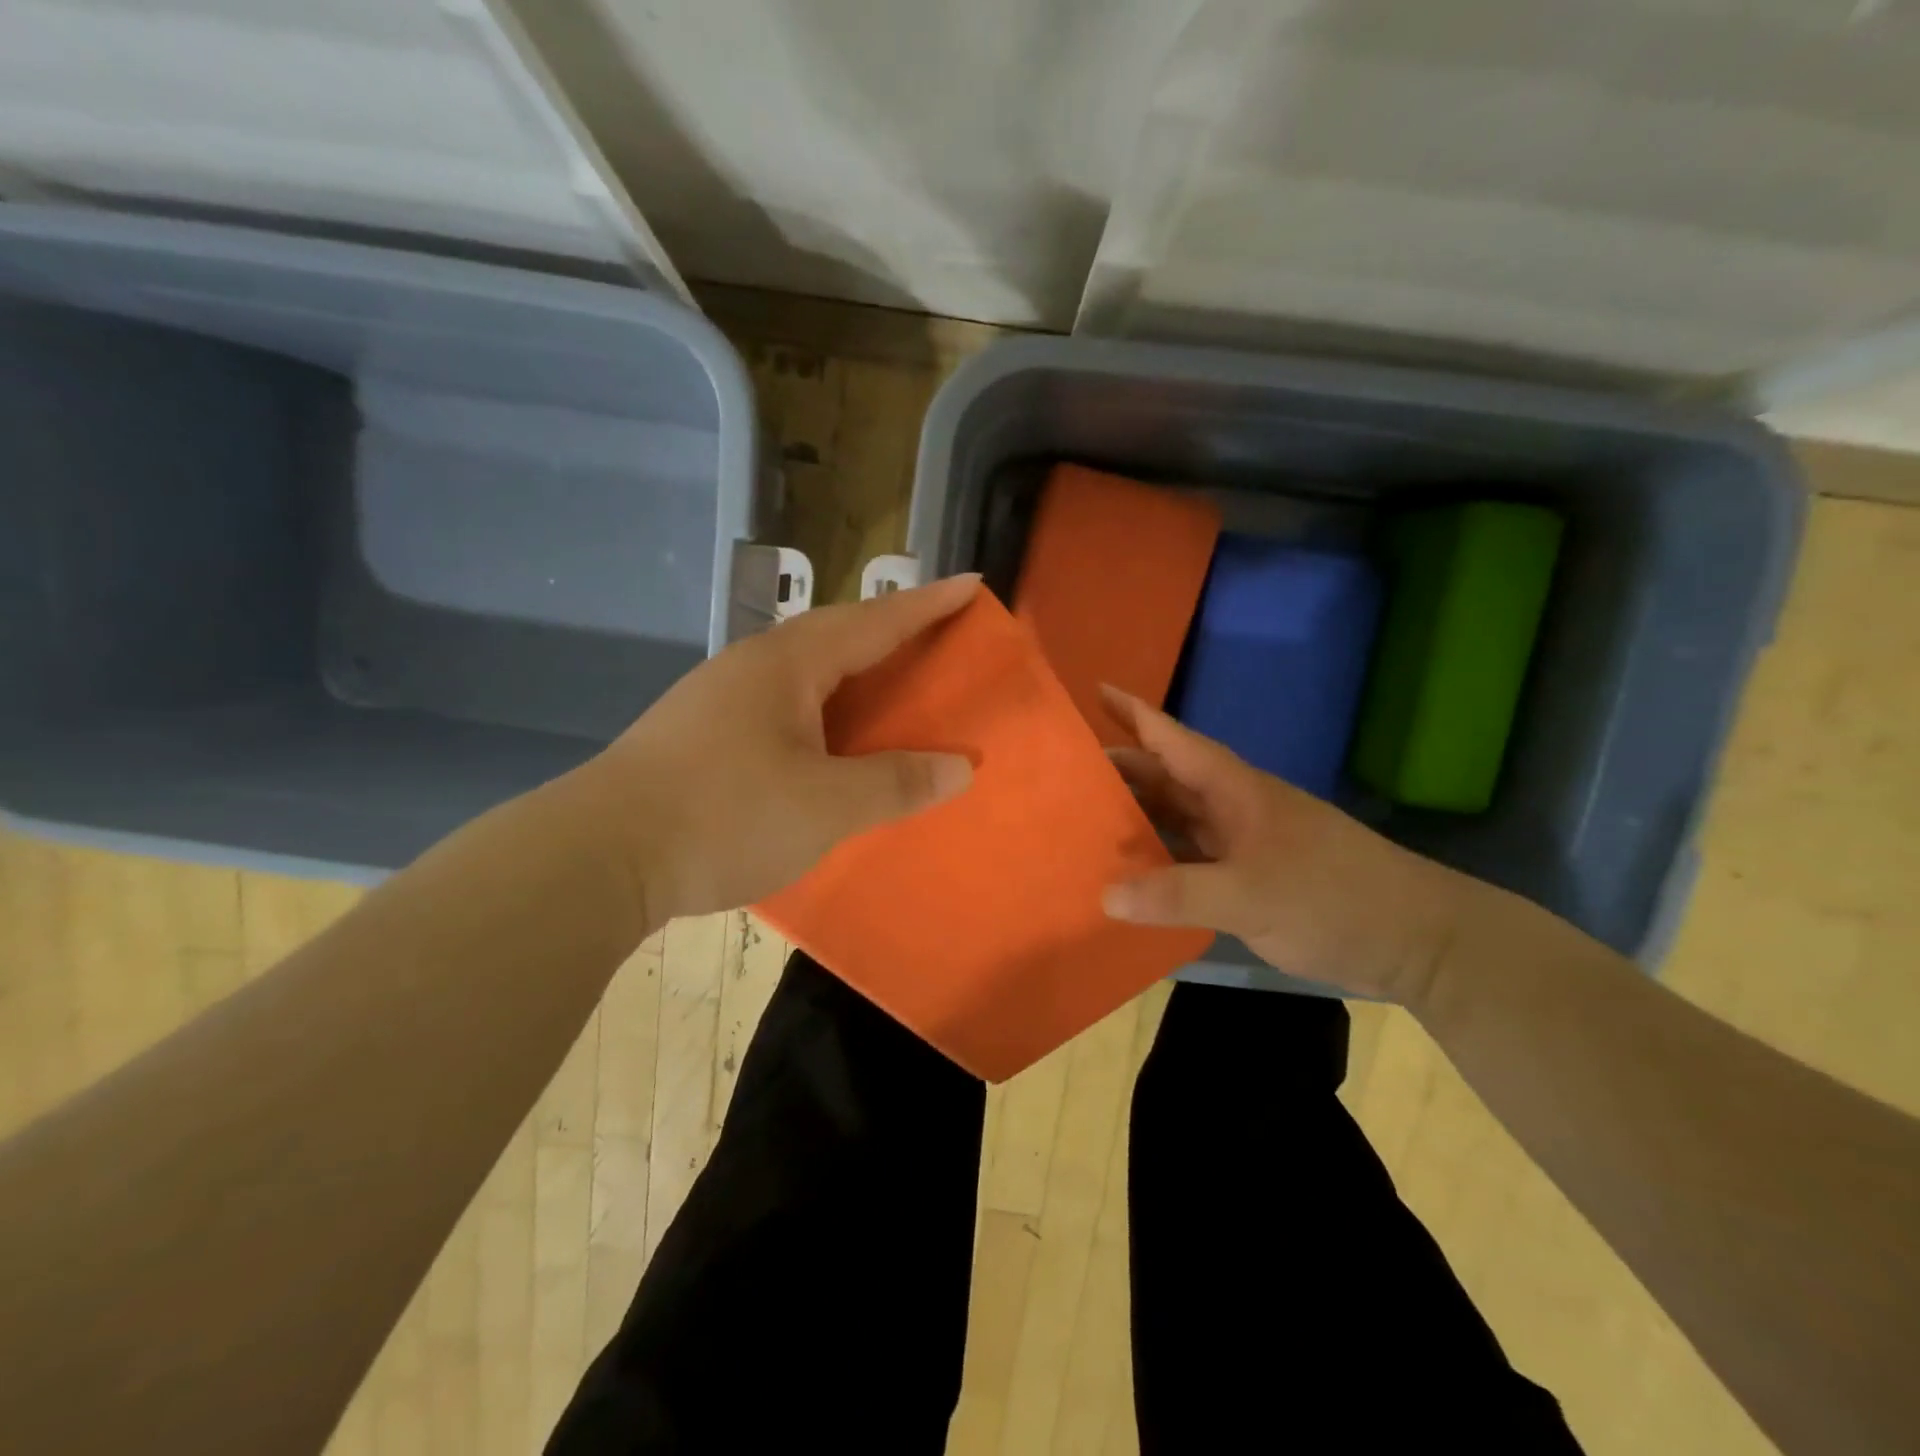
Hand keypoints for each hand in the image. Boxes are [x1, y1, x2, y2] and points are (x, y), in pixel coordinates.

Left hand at [582, 575, 980, 923]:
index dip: (927, 605)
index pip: (874, 622)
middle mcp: (752, 667)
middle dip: (891, 632)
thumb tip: (959, 768)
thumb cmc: (723, 817)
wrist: (598, 856)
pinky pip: (782, 705)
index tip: (971, 584)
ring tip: (890, 687)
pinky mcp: (700, 734)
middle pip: (836, 635)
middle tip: (937, 637)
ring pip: (804, 672)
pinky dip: (821, 711)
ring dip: (852, 673)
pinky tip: (827, 741)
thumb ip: (895, 784)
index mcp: (787, 665)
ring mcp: (719, 699)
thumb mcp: (826, 806)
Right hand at [1099, 685, 1466, 1005]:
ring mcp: (1240, 844)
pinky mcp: (1247, 880)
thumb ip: (1178, 893)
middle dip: (1121, 769)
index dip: (1135, 713)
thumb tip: (1105, 894)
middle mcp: (1232, 809)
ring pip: (1176, 819)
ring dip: (1136, 816)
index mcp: (1234, 790)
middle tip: (1066, 772)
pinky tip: (1129, 875)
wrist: (1415, 939)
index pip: (1174, 740)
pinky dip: (1156, 862)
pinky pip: (1187, 859)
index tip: (1096, 689)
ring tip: (1083, 819)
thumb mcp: (1252, 894)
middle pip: (1167, 778)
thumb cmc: (1335, 896)